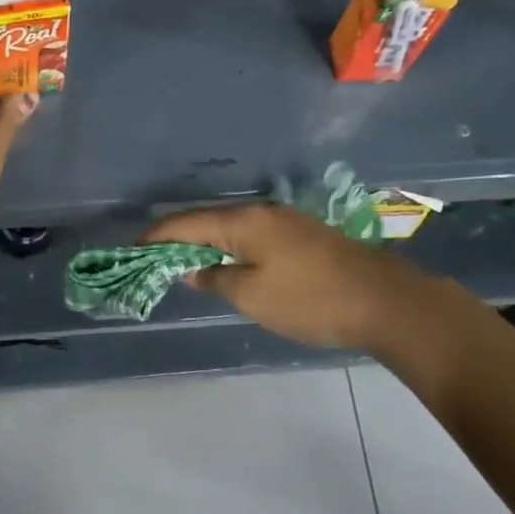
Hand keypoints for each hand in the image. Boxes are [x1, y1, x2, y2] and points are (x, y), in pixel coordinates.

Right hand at [141, 203, 436, 352]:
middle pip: (206, 220)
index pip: (184, 223)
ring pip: (230, 228)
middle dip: (175, 239)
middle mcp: (261, 212)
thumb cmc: (310, 299)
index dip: (154, 237)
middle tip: (151, 261)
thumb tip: (192, 269)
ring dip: (203, 244)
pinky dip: (229, 248)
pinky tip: (226, 266)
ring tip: (182, 265)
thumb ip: (215, 278)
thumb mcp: (252, 295)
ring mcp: (284, 221)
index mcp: (243, 221)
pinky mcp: (301, 236)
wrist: (385, 301)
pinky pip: (251, 236)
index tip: (129, 251)